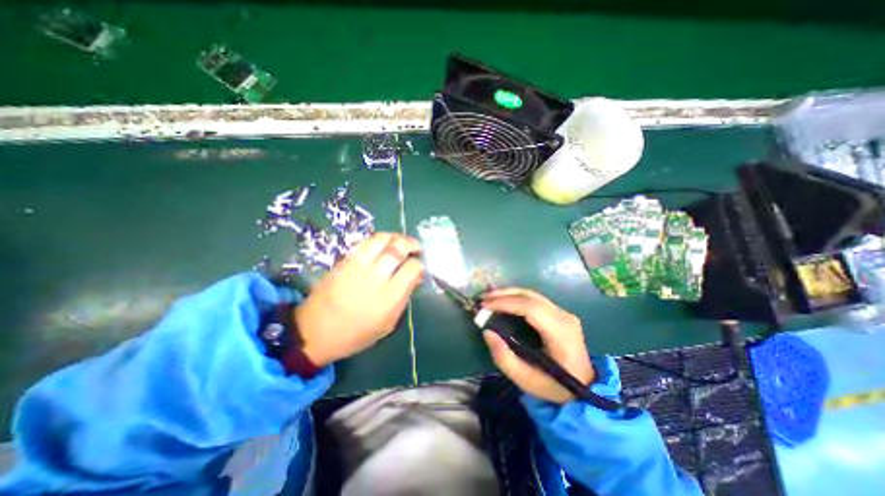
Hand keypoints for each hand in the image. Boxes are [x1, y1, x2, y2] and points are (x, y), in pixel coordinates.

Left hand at [294, 233, 424, 366]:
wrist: (315, 332)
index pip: (412, 268)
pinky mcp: (344, 261)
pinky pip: (365, 243)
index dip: (420, 264)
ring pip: (381, 239)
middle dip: (411, 243)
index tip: (420, 266)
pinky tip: (383, 245)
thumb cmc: (356, 334)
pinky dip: (379, 240)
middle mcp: (375, 276)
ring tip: (401, 241)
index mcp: (389, 296)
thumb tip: (416, 277)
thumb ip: (404, 298)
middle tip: (416, 247)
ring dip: (395, 237)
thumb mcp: (387, 324)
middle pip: (398, 248)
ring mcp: (357, 265)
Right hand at [478, 288, 593, 404]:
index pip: (530, 308)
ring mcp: (564, 313)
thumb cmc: (554, 386)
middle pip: (530, 296)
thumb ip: (503, 357)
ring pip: (532, 295)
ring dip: (509, 293)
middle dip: (503, 294)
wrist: (585, 387)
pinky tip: (503, 299)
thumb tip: (487, 331)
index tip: (484, 305)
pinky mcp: (560, 313)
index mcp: (560, 333)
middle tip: (482, 298)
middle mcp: (564, 317)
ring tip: (489, 297)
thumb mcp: (525, 379)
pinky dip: (516, 297)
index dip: (505, 303)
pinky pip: (535, 299)